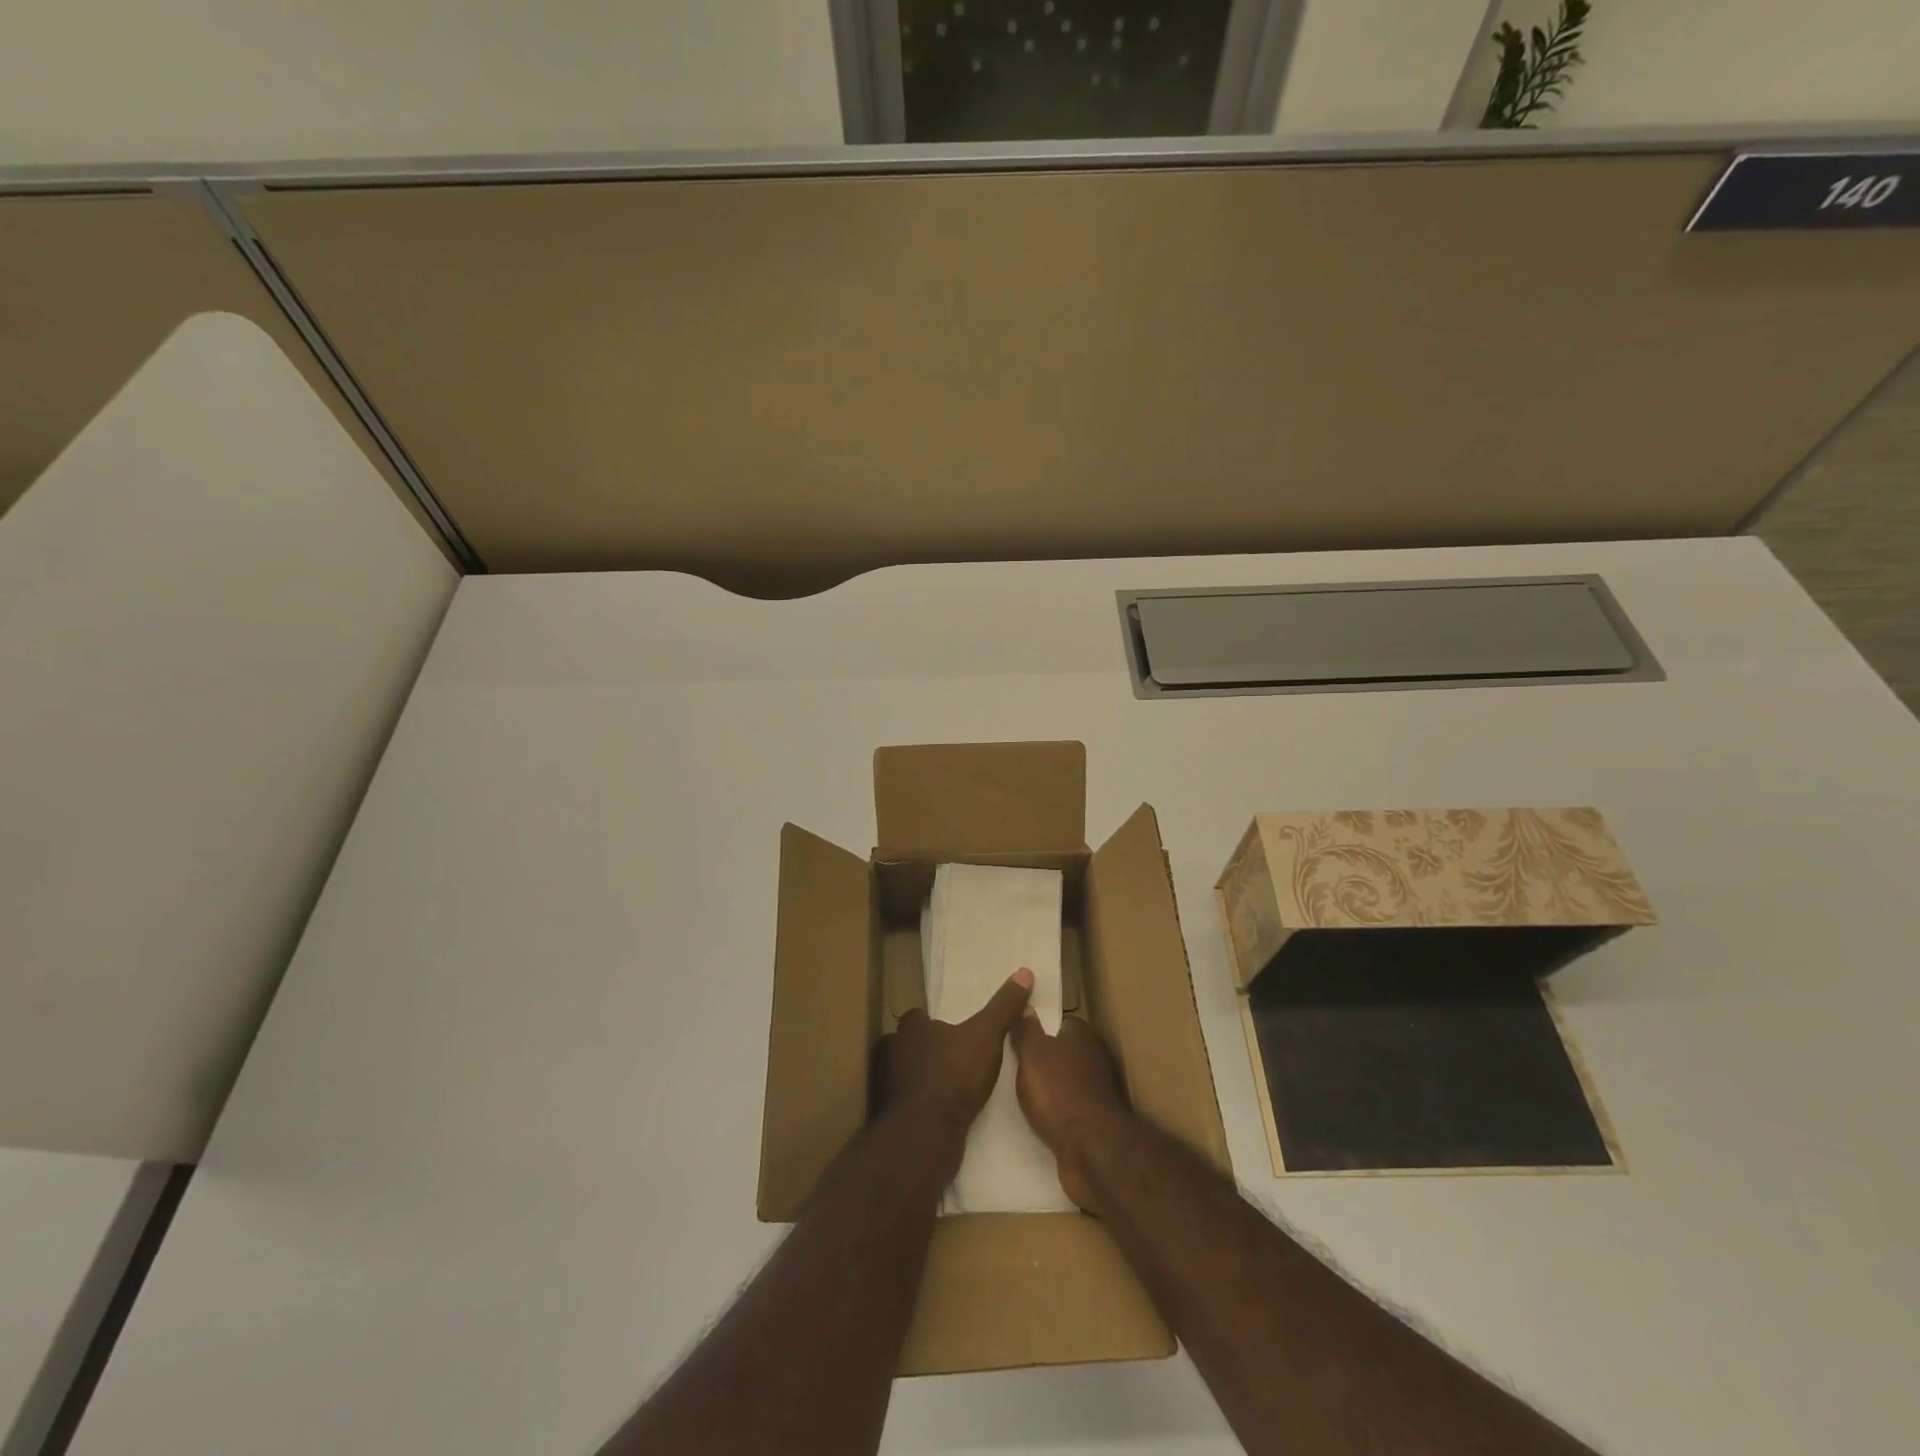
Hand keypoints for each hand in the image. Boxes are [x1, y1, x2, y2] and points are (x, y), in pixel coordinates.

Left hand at [873, 968, 1033, 1139]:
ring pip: (906, 1074)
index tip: (954, 1031)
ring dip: (923, 1080)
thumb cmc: (954, 1075)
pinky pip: (908, 1105)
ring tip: (951, 1088)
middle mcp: (891, 1051)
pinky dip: (921, 1107)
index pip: (918, 1016)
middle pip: (909, 1045)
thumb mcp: (987, 1036)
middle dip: (927, 1051)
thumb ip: (1003, 1007)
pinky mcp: (889, 1117)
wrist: (925, 1135)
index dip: (934, 1022)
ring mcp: (886, 1085)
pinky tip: (941, 1115)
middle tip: (955, 1060)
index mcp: (910, 1027)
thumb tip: (1024, 971)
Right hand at [1009, 1011, 1128, 1212]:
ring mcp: (1099, 1090)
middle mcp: (1095, 1057)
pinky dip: (1059, 1111)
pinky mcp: (1097, 1120)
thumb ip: (1026, 1030)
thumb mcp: (1031, 1054)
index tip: (1021, 1037)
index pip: (1060, 1022)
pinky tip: (1041, 1119)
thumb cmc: (1057, 1091)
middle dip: (1045, 1059)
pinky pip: (1072, 1107)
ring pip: (1069, 1081)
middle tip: (1017, 1066)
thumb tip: (1026, 1005)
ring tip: (1024, 1094)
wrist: (1091, 1148)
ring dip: (1052, 1088)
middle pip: (1065, 1051)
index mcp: (1082, 1034)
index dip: (1041, 1028)